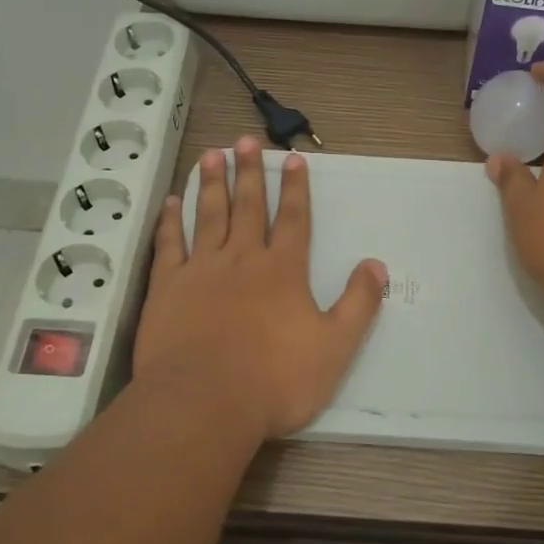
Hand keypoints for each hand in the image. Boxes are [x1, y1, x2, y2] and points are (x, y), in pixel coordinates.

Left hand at [136, 136, 387, 445]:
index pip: (293, 219)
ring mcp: (201, 270)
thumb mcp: (335, 347)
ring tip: (212, 153)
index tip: (293, 158)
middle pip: (248, 207)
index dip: (295, 188)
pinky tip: (172, 203)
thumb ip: (358, 304)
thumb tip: (376, 265)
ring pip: (208, 216)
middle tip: (245, 140)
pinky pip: (170, 245)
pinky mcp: (167, 288)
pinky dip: (171, 222)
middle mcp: (242, 260)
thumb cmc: (275, 380)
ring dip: (212, 183)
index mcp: (283, 271)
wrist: (204, 403)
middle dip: (249, 172)